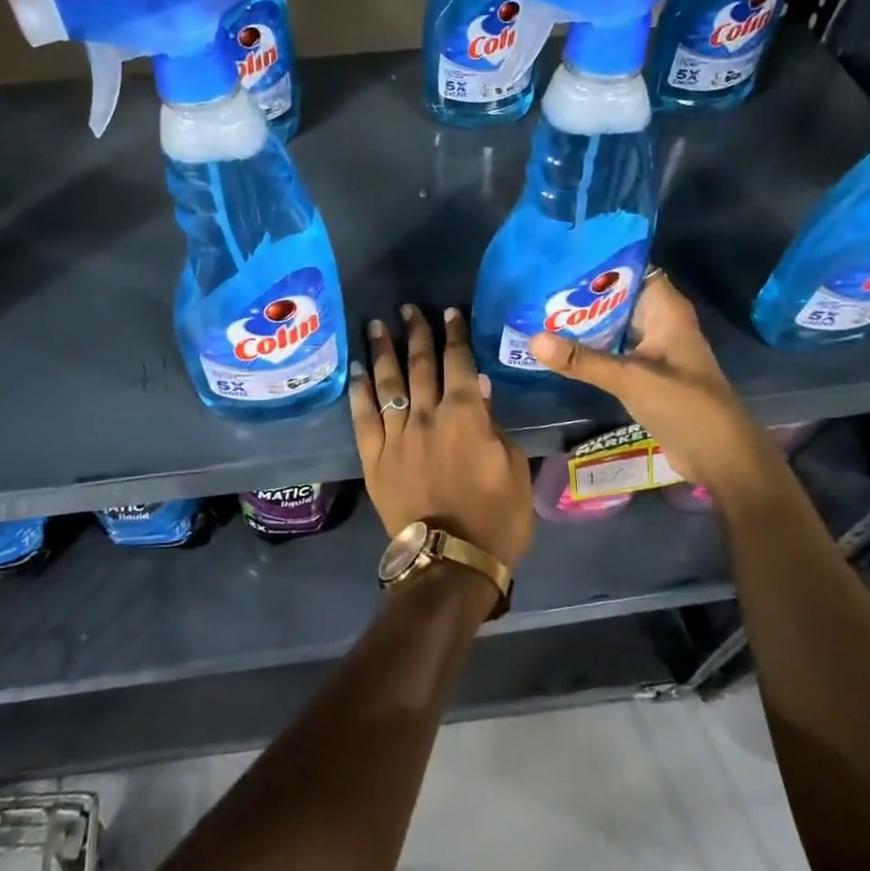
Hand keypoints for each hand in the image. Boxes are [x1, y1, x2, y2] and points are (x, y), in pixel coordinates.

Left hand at [350, 305, 533, 570]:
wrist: (451, 562)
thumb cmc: (496, 518)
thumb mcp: (513, 468)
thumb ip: (495, 425)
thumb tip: (481, 390)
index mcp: (467, 415)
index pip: (459, 362)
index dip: (454, 335)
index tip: (448, 312)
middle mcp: (427, 415)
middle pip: (420, 363)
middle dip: (415, 331)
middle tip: (408, 308)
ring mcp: (396, 435)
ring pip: (388, 382)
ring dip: (382, 350)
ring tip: (376, 324)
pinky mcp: (374, 457)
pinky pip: (362, 417)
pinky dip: (359, 390)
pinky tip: (356, 370)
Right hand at [527, 271, 756, 488]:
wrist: (719, 456)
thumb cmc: (684, 405)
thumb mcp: (630, 379)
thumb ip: (583, 360)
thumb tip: (533, 340)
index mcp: (665, 309)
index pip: (630, 268)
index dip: (598, 261)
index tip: (559, 258)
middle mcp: (658, 321)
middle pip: (615, 295)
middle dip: (579, 292)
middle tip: (536, 284)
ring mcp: (651, 347)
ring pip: (610, 323)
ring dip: (580, 320)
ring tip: (536, 309)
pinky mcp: (643, 370)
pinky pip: (610, 348)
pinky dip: (587, 346)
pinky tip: (556, 345)